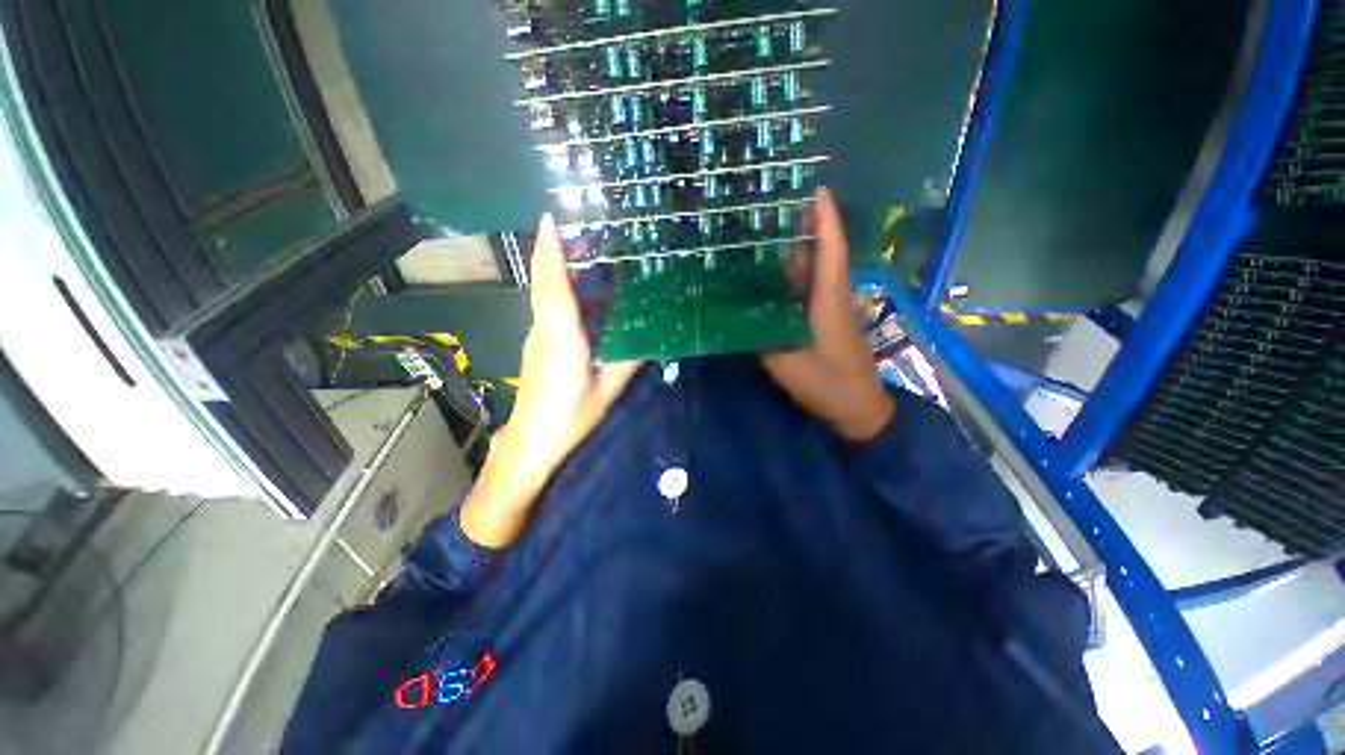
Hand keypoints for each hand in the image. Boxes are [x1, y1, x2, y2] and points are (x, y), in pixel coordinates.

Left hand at [460, 214, 640, 546]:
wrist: (531, 442)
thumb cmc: (570, 418)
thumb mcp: (606, 391)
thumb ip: (627, 361)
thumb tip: (650, 339)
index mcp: (562, 339)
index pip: (555, 286)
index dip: (551, 251)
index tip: (549, 218)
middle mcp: (544, 330)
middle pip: (545, 282)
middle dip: (554, 250)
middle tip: (575, 226)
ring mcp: (537, 337)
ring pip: (546, 295)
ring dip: (561, 271)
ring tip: (588, 255)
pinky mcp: (538, 346)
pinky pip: (550, 310)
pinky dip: (565, 294)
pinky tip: (589, 299)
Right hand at [762, 187, 894, 441]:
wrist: (858, 408)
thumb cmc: (827, 383)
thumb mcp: (786, 363)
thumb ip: (762, 338)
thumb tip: (740, 317)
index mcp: (829, 301)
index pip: (831, 250)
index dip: (825, 219)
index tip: (816, 189)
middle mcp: (832, 298)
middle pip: (820, 256)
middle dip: (802, 230)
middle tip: (772, 212)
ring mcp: (830, 311)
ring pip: (813, 275)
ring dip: (794, 256)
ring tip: (764, 240)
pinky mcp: (826, 323)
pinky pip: (808, 293)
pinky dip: (792, 282)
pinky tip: (771, 281)